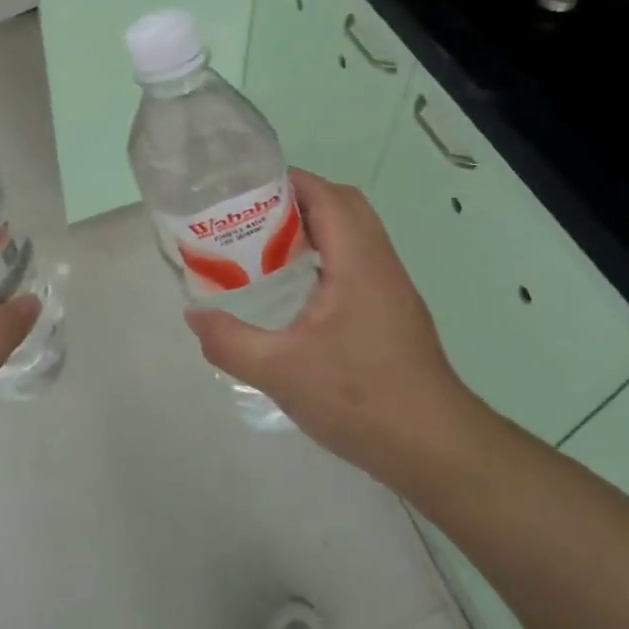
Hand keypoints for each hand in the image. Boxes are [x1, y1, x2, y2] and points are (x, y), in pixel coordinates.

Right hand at [185, 170, 489, 484]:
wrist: (434, 447)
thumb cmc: (360, 399)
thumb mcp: (280, 372)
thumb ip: (230, 341)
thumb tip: (194, 317)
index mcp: (358, 263)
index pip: (328, 196)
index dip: (290, 180)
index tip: (246, 187)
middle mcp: (380, 264)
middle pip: (345, 205)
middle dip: (300, 198)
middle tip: (253, 215)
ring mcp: (393, 288)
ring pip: (356, 233)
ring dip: (316, 226)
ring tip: (267, 246)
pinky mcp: (395, 311)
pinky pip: (359, 260)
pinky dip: (328, 254)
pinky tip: (297, 290)